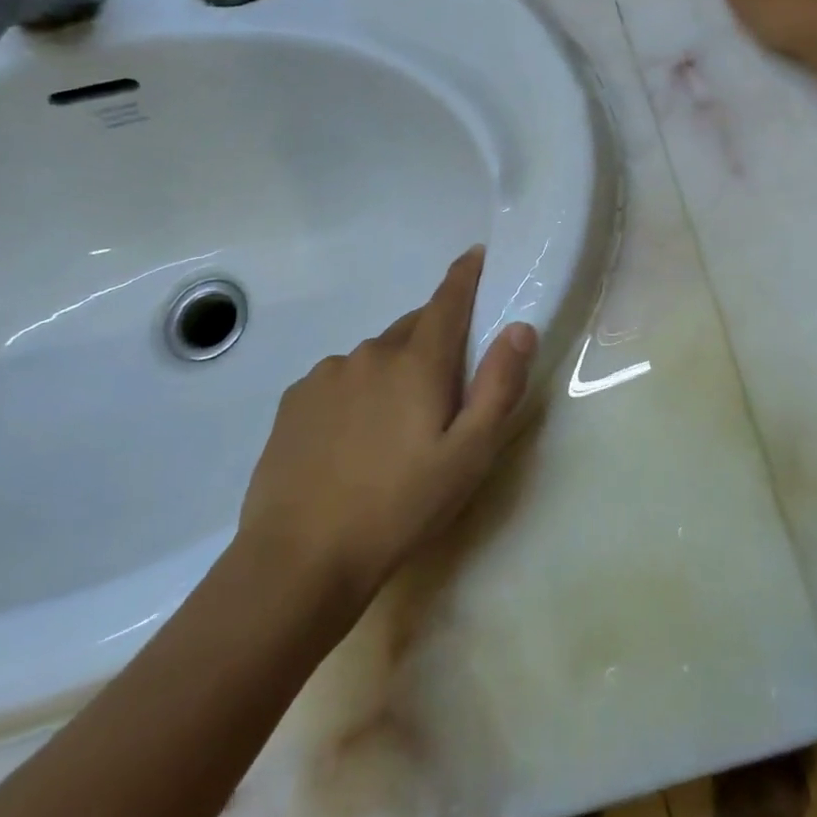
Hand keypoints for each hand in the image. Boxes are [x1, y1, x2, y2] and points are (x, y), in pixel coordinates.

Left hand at [238, 246, 536, 601]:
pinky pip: (341, 380)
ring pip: (376, 357)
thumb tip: (520, 327)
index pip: (448, 299)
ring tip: (395, 430)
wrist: (299, 562)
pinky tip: (353, 441)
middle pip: (414, 329)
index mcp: (417, 361)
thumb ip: (499, 386)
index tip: (477, 254)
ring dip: (395, 372)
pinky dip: (358, 392)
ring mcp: (327, 375)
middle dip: (435, 342)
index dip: (466, 274)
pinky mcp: (295, 401)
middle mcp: (371, 352)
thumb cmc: (399, 507)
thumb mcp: (469, 456)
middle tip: (445, 391)